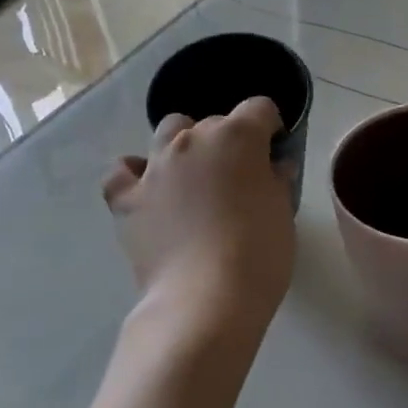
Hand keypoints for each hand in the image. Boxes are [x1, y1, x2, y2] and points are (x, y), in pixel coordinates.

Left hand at [103, 98, 295, 338]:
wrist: (206, 298)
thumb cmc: (259, 253)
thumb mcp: (284, 213)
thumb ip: (278, 181)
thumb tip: (275, 166)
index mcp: (238, 137)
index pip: (259, 109)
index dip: (270, 126)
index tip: (275, 150)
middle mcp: (192, 140)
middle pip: (214, 122)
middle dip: (229, 141)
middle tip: (240, 177)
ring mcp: (154, 166)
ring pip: (168, 134)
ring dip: (184, 146)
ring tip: (195, 177)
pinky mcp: (126, 198)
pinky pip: (123, 170)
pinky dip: (135, 172)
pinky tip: (149, 188)